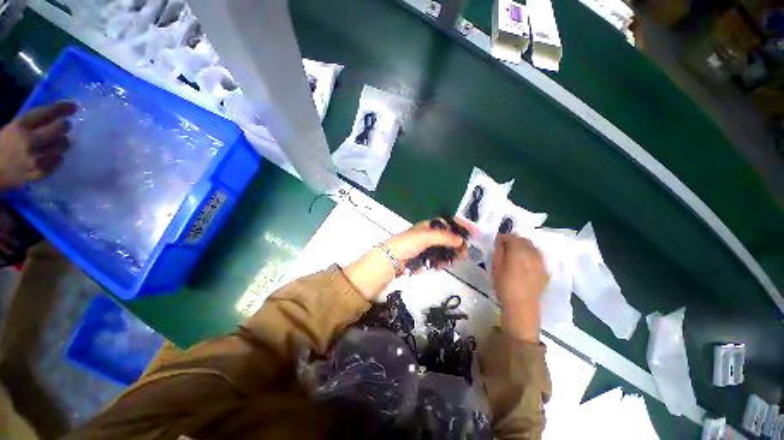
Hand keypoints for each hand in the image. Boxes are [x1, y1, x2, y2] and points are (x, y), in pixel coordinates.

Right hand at [0, 102, 77, 189]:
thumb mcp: (16, 127)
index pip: (46, 113)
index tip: (73, 107)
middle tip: (63, 126)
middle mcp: (29, 142)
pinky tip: (51, 155)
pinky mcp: (40, 174)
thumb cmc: (5, 145)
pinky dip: (58, 157)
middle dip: (64, 126)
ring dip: (62, 142)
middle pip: (59, 129)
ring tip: (55, 142)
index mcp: (20, 127)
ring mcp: (35, 160)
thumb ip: (36, 121)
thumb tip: (61, 113)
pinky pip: (59, 161)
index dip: (62, 109)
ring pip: (62, 146)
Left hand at [382, 217, 473, 269]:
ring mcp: (428, 248)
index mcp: (430, 226)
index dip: (461, 226)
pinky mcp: (425, 259)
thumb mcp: (425, 237)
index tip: (474, 233)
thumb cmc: (407, 244)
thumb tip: (461, 240)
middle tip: (464, 255)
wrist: (391, 260)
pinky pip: (438, 260)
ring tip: (449, 263)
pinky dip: (440, 263)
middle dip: (457, 246)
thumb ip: (444, 237)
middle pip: (449, 238)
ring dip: (449, 256)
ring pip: (445, 251)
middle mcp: (430, 235)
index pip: (449, 223)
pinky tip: (438, 267)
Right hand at [492, 234, 548, 342]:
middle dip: (514, 241)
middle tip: (505, 249)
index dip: (503, 238)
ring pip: (532, 247)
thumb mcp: (496, 266)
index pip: (511, 236)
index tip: (497, 244)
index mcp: (519, 251)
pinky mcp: (545, 270)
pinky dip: (530, 256)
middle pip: (523, 240)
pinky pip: (537, 257)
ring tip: (515, 256)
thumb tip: (501, 241)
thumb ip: (499, 250)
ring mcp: (541, 262)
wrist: (522, 306)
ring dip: (523, 247)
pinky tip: (524, 265)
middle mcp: (532, 253)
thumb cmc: (504, 285)